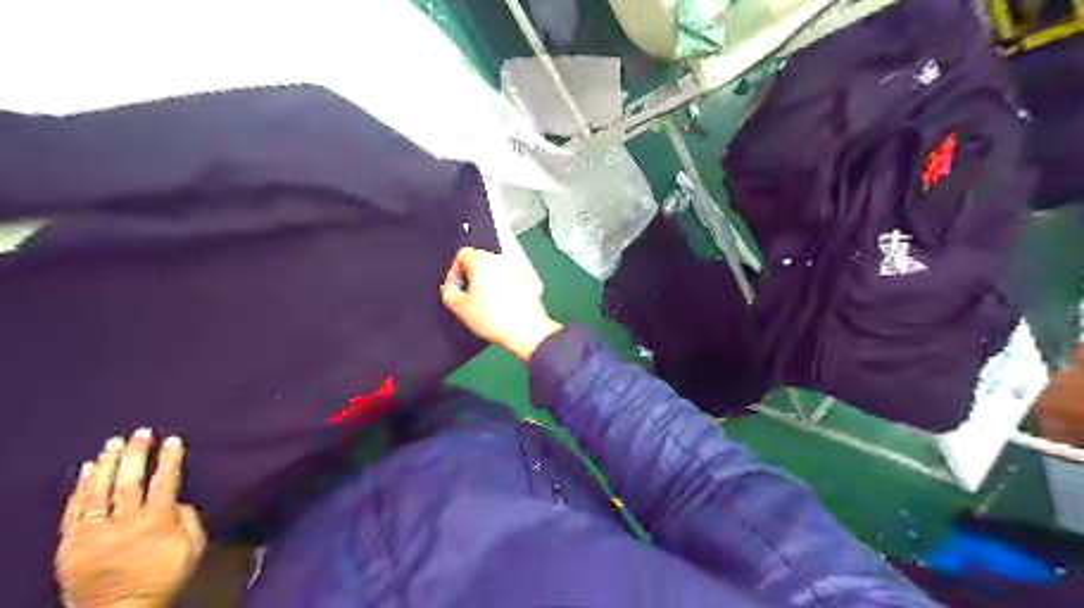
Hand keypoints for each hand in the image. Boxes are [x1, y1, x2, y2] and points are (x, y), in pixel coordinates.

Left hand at [54, 428, 206, 607]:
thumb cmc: (165, 578)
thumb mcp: (193, 550)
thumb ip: (188, 520)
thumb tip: (177, 500)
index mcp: (156, 526)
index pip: (164, 484)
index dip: (169, 460)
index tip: (173, 440)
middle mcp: (123, 527)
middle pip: (128, 484)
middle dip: (135, 455)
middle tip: (141, 433)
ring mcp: (92, 536)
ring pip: (97, 494)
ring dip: (106, 465)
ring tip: (113, 443)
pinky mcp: (70, 545)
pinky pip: (74, 511)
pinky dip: (80, 488)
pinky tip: (87, 469)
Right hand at [441, 247, 562, 361]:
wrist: (527, 331)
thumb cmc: (494, 318)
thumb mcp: (460, 308)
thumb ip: (448, 293)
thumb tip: (450, 288)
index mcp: (483, 260)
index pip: (462, 254)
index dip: (454, 271)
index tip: (454, 288)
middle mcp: (501, 259)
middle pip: (479, 260)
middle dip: (470, 277)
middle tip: (467, 297)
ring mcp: (517, 269)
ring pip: (494, 270)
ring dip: (486, 282)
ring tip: (484, 304)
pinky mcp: (529, 281)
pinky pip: (508, 279)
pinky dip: (501, 287)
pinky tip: (500, 306)